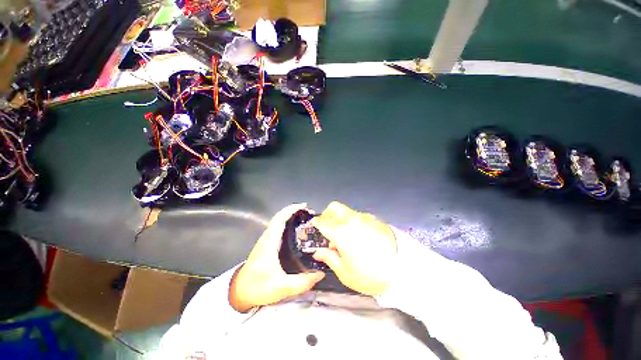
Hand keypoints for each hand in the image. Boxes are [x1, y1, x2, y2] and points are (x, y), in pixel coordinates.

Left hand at [229, 203, 324, 311]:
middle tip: (310, 213)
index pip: (279, 219)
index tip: (305, 206)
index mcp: (269, 243)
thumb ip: (302, 283)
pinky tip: (297, 229)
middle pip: (280, 217)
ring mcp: (266, 239)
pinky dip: (288, 222)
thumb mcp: (281, 288)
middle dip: (295, 211)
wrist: (239, 292)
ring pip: (278, 221)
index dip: (291, 209)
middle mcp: (267, 237)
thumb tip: (320, 273)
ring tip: (306, 218)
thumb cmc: (258, 288)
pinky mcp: (267, 243)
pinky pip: (278, 227)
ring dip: (291, 215)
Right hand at [311, 201, 396, 295]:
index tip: (314, 226)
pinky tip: (361, 236)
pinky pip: (360, 217)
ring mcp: (365, 218)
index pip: (323, 222)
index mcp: (341, 232)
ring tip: (347, 237)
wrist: (403, 271)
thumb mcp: (345, 272)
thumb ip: (329, 257)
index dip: (316, 223)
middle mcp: (352, 220)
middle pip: (334, 207)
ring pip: (348, 212)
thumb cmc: (369, 275)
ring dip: (342, 220)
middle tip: (328, 228)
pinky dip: (355, 222)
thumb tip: (318, 251)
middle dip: (327, 214)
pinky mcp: (376, 220)